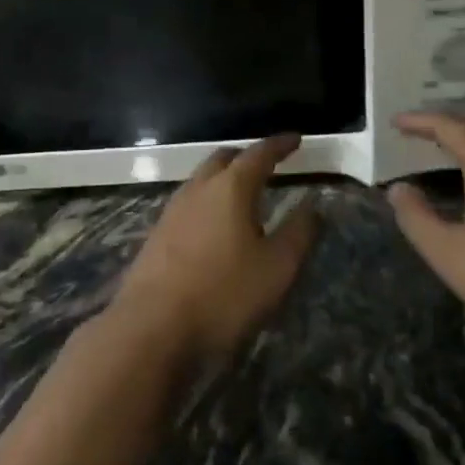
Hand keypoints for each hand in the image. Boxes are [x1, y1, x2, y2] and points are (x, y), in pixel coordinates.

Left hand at [112, 134, 319, 362]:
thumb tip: (313, 206)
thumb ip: (298, 234)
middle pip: (224, 159)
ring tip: (242, 193)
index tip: (295, 139)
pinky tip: (213, 224)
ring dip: (224, 178)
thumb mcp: (276, 269)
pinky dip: (207, 201)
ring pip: (202, 179)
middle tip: (267, 165)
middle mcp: (199, 188)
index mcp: (231, 188)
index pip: (259, 154)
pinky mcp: (158, 233)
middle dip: (247, 157)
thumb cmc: (223, 294)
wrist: (152, 326)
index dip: (279, 145)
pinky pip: (189, 202)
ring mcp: (173, 209)